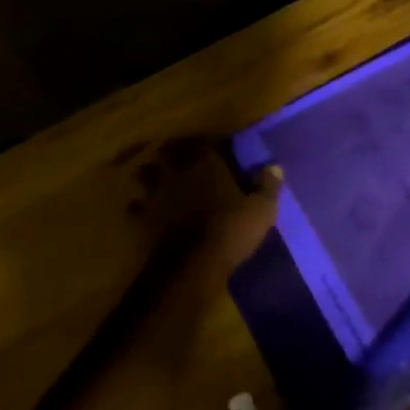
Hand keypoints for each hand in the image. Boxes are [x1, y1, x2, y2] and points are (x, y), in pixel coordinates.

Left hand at [122, 139, 280, 364]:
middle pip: (167, 153)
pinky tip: (141, 208)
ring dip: (149, 173)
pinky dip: (137, 206)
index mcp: (207, 166)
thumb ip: (267, 186)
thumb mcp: (261, 209)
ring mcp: (158, 196)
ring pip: (145, 175)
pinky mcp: (144, 221)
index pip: (203, 142)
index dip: (206, 141)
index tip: (211, 142)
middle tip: (177, 152)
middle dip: (171, 151)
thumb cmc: (231, 231)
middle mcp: (179, 174)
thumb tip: (274, 167)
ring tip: (153, 174)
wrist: (192, 268)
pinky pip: (135, 207)